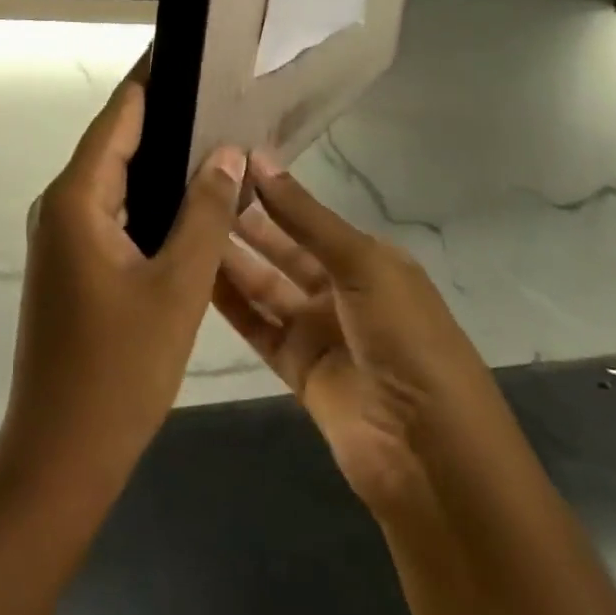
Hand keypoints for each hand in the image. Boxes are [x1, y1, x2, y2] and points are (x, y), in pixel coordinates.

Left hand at [0, 56, 244, 504]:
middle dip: (163, 114)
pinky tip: (188, 196)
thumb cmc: (119, 371)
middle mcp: (60, 205)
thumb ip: (204, 212)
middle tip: (220, 90)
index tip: (188, 47)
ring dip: (158, 157)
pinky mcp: (71, 263)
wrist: (60, 455)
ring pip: (114, 179)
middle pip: (114, 142)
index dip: (152, 78)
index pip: (118, 116)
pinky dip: (147, 196)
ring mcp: (62, 236)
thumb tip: (227, 151)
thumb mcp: (177, 287)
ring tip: (215, 131)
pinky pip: (111, 211)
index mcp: (76, 198)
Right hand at [212, 157, 502, 521]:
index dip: (272, 190)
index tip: (224, 161)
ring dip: (231, 258)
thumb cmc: (407, 340)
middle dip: (246, 221)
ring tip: (185, 225)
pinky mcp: (297, 369)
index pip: (310, 216)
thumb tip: (259, 158)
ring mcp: (319, 331)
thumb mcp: (362, 265)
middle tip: (194, 190)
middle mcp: (343, 290)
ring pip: (265, 286)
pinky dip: (230, 302)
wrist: (430, 456)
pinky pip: (257, 326)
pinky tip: (195, 273)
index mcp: (370, 260)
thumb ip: (305, 217)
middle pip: (284, 249)